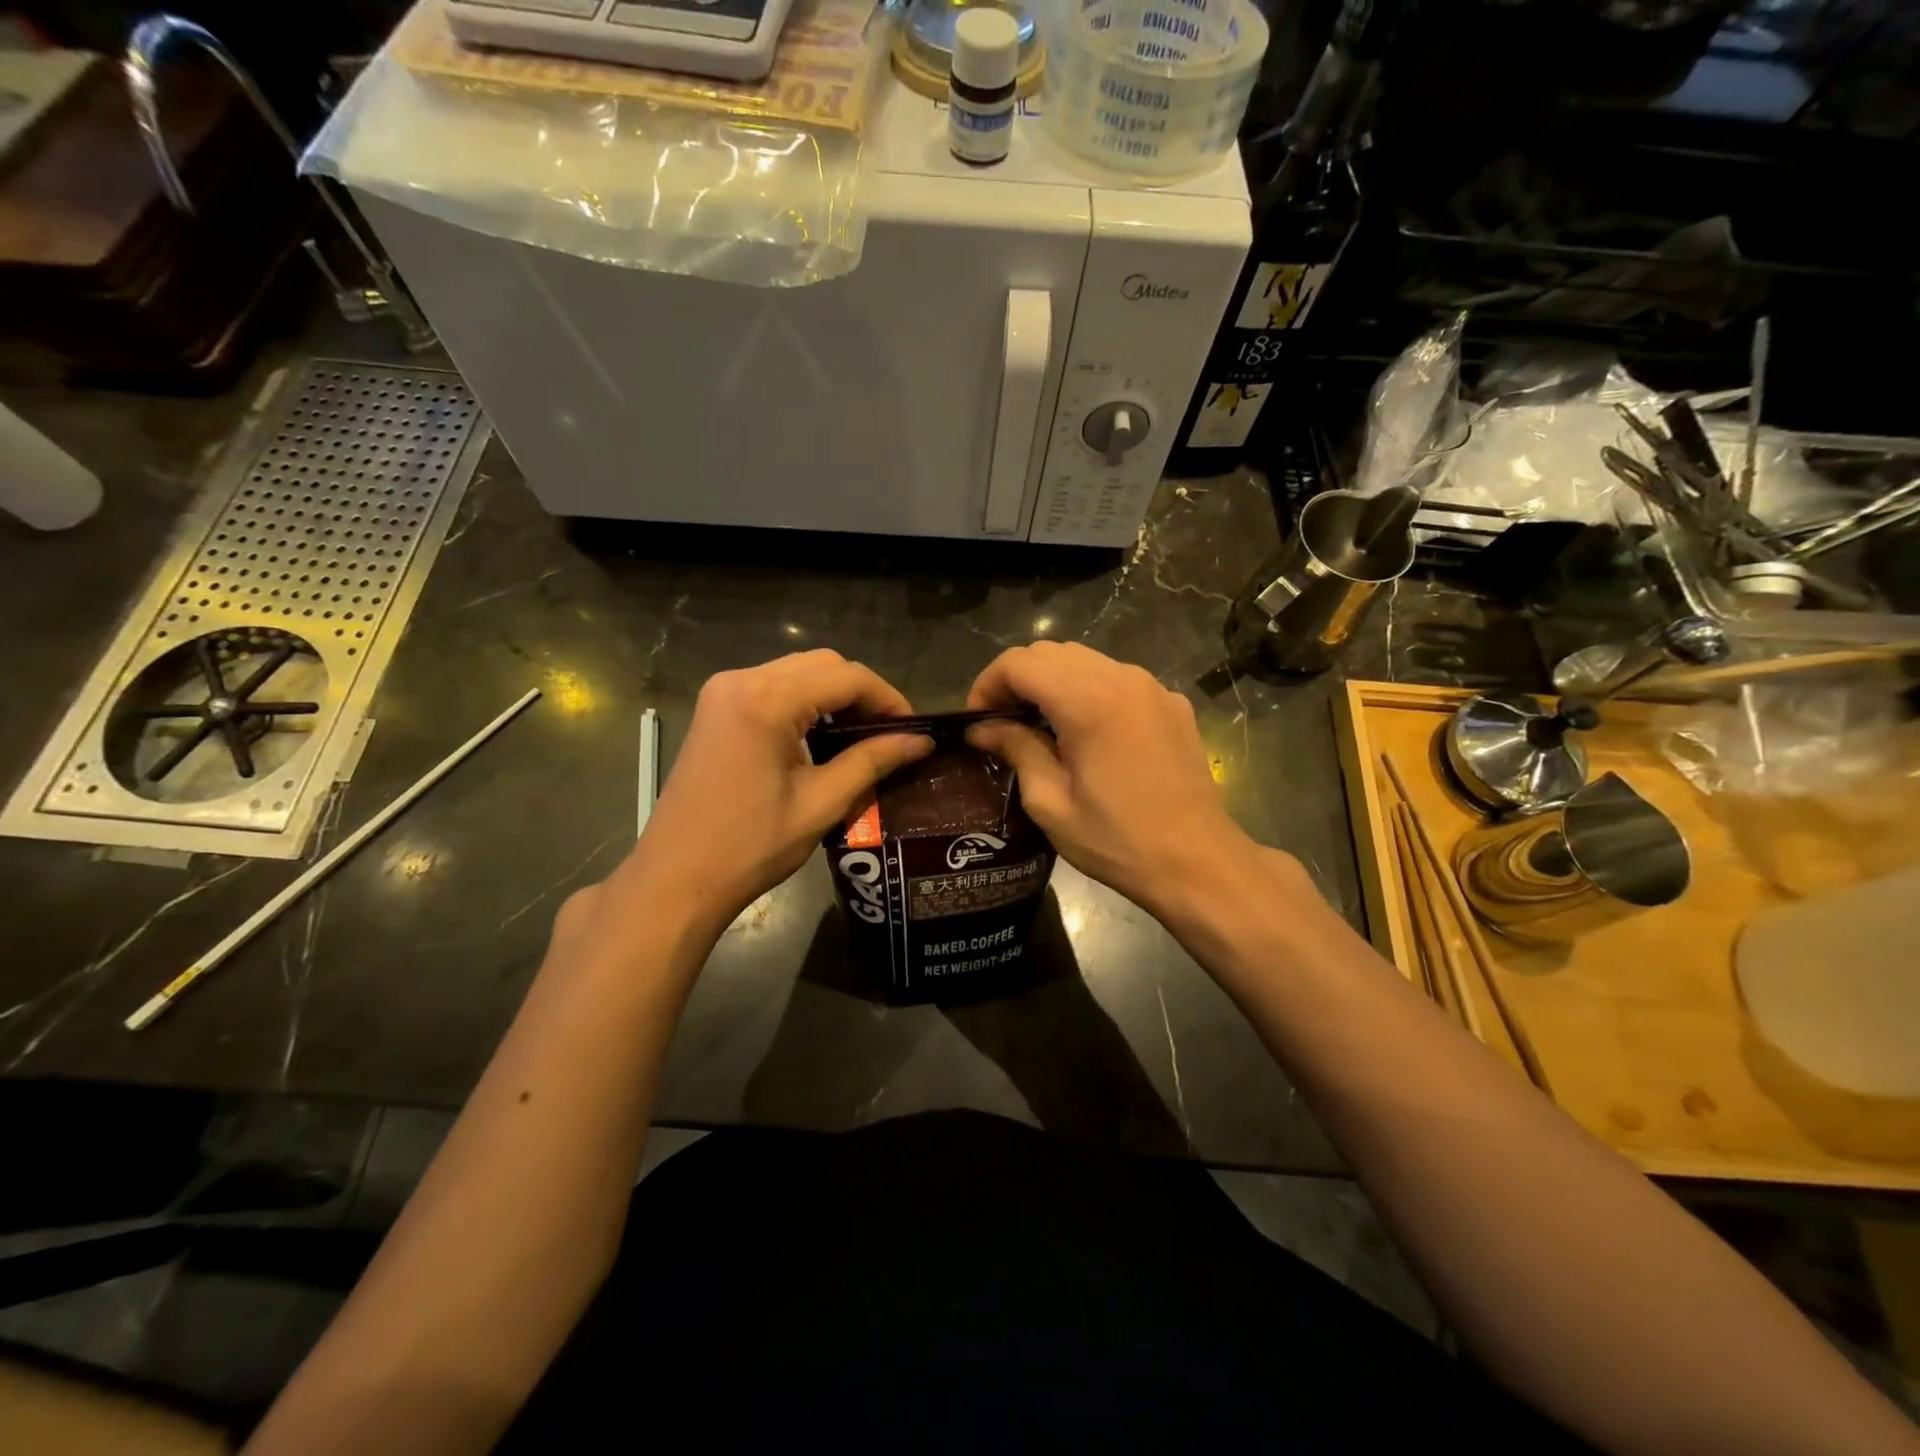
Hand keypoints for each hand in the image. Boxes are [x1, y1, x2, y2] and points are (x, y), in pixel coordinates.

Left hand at [614, 651, 930, 938]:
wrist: (676, 878)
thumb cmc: (750, 847)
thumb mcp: (821, 803)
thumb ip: (872, 761)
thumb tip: (920, 741)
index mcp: (767, 700)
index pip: (846, 677)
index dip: (887, 699)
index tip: (913, 731)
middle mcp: (741, 680)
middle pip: (822, 664)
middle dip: (862, 693)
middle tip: (889, 735)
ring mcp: (723, 691)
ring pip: (798, 671)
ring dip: (834, 695)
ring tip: (861, 737)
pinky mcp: (715, 708)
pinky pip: (773, 686)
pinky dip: (805, 702)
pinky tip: (821, 737)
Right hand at [966, 642, 1291, 925]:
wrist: (1198, 862)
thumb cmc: (1117, 840)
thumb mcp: (1051, 802)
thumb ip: (1016, 750)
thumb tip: (982, 728)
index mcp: (1088, 701)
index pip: (1019, 662)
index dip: (988, 684)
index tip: (979, 721)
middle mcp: (1122, 679)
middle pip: (1051, 653)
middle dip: (1018, 680)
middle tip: (1003, 724)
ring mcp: (1153, 687)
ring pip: (1085, 661)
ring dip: (1053, 683)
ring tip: (1042, 727)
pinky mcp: (1172, 703)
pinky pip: (1117, 680)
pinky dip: (1089, 692)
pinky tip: (1088, 734)